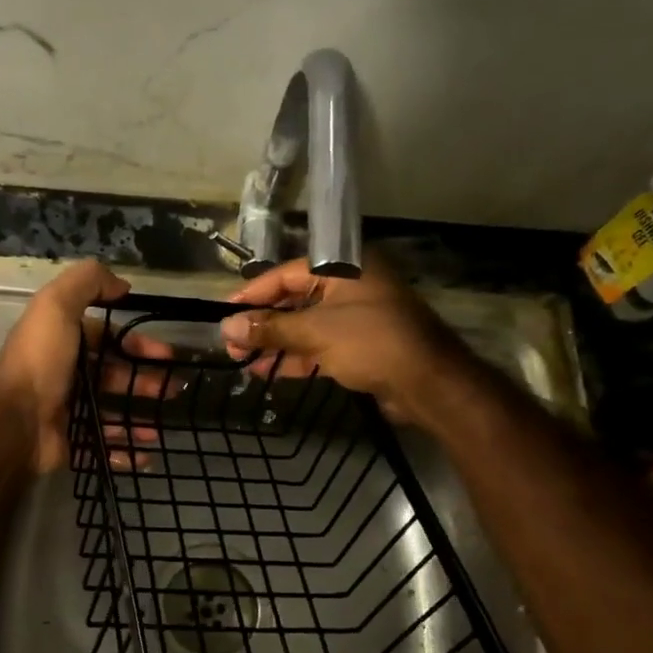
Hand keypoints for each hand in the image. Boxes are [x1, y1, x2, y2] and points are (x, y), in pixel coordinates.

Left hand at [0, 260, 167, 472]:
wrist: (15, 421)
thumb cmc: (40, 361)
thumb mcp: (56, 306)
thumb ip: (87, 282)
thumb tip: (121, 285)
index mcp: (62, 341)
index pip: (106, 338)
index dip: (136, 342)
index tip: (165, 354)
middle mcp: (65, 374)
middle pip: (114, 374)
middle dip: (145, 379)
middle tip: (173, 388)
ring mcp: (68, 410)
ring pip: (113, 410)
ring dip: (140, 413)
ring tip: (164, 424)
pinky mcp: (72, 442)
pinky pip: (106, 446)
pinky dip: (127, 449)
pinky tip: (148, 451)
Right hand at [218, 256, 467, 427]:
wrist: (429, 384)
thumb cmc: (372, 343)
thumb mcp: (315, 332)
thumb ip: (270, 329)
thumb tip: (226, 328)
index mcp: (344, 268)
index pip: (286, 274)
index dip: (252, 295)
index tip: (224, 313)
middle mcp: (350, 287)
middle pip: (294, 300)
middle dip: (261, 323)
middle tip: (231, 344)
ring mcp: (356, 317)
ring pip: (305, 326)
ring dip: (274, 343)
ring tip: (241, 361)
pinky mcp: (359, 345)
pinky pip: (318, 345)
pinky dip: (295, 357)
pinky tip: (266, 371)